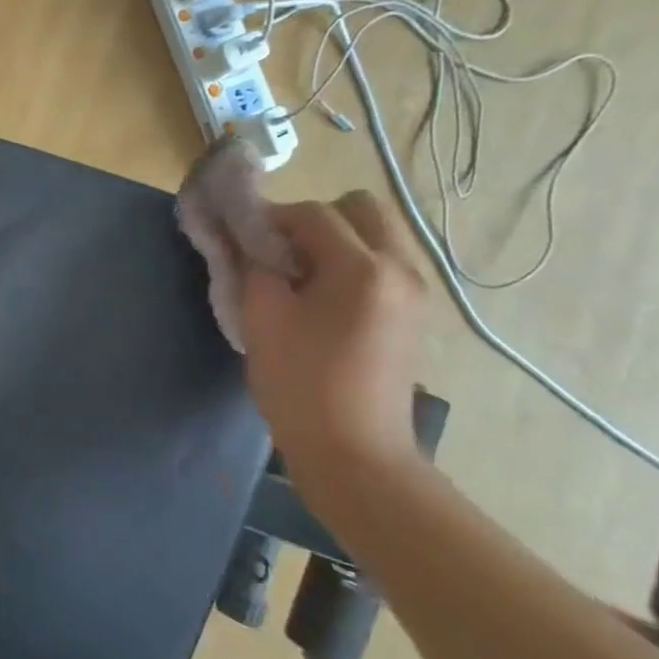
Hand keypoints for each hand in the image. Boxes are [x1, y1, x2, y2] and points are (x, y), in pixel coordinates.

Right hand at [241, 191, 427, 476]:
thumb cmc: (301, 384)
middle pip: (360, 208)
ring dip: (336, 239)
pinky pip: (384, 262)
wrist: (353, 450)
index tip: (243, 238)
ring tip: (300, 277)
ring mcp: (415, 290)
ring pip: (377, 233)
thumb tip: (252, 243)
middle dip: (315, 219)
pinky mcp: (414, 312)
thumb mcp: (262, 319)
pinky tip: (323, 299)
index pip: (313, 214)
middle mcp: (401, 267)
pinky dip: (352, 262)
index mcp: (362, 267)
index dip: (271, 218)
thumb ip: (254, 267)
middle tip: (281, 252)